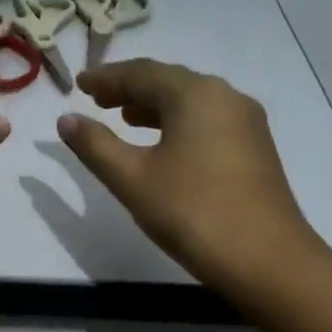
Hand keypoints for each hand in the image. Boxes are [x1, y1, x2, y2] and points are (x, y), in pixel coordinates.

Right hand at [57, 59, 329, 292]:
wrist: (265, 259)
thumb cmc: (192, 213)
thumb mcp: (132, 179)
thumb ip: (96, 145)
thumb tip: (66, 120)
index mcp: (195, 95)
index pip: (143, 73)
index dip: (107, 77)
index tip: (79, 85)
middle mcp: (226, 97)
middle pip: (170, 82)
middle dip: (131, 89)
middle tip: (97, 100)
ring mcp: (246, 124)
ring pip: (192, 103)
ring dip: (155, 107)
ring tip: (124, 120)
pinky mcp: (255, 150)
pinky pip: (208, 122)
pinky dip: (179, 124)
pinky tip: (165, 147)